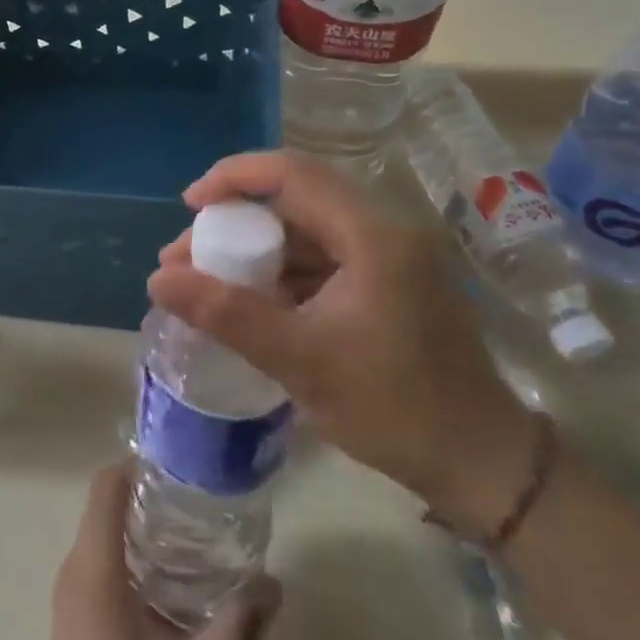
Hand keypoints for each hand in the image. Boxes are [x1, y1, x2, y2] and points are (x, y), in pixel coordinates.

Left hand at [7, 464, 279, 639]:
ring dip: (144, 527)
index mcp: (94, 567)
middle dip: (152, 495)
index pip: (106, 485)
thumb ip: (234, 632)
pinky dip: (134, 555)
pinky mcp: (76, 617)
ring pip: (105, 534)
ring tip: (197, 534)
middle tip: (203, 500)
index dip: (140, 464)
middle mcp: (76, 568)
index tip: (183, 466)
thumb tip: (274, 586)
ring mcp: (72, 594)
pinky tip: (174, 582)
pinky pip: (102, 562)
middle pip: (108, 504)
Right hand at [147, 150, 536, 536]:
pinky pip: (322, 258)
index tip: (189, 204)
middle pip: (296, 198)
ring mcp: (388, 257)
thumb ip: (227, 315)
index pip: (293, 174)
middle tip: (188, 253)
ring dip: (255, 247)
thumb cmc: (396, 408)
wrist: (481, 465)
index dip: (234, 177)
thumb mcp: (302, 361)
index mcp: (372, 236)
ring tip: (206, 279)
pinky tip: (250, 300)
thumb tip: (158, 279)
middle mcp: (383, 231)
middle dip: (235, 218)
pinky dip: (281, 271)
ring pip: (306, 230)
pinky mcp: (387, 283)